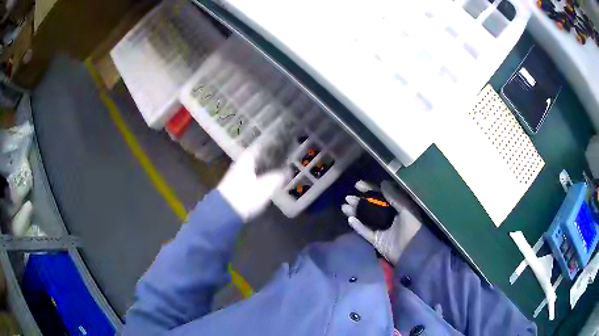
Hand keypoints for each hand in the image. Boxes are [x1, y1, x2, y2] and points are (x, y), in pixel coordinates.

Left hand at [218, 143, 286, 221]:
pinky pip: (254, 174)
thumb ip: (279, 177)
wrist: (226, 212)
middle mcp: (242, 163)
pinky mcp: (238, 184)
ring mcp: (239, 173)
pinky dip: (262, 173)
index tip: (284, 140)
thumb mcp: (266, 186)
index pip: (261, 145)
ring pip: (256, 165)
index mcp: (247, 158)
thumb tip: (289, 170)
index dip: (272, 142)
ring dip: (267, 164)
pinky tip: (270, 177)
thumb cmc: (246, 196)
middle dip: (271, 154)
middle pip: (259, 155)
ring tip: (280, 164)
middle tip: (285, 153)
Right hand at [342, 180, 421, 264]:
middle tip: (348, 197)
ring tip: (344, 206)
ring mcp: (381, 229)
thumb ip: (394, 196)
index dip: (370, 189)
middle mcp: (388, 217)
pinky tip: (350, 219)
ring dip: (355, 212)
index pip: (381, 195)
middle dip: (359, 201)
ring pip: (365, 218)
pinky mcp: (376, 240)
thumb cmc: (412, 228)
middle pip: (370, 206)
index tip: (358, 185)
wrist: (412, 252)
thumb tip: (383, 182)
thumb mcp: (406, 209)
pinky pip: (364, 232)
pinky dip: (357, 226)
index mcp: (396, 208)